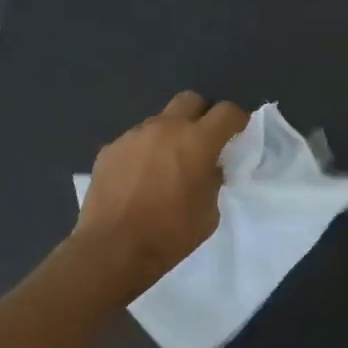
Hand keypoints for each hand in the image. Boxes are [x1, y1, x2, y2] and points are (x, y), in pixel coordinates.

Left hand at [73, 92, 246, 295]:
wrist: (114, 247)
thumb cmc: (172, 234)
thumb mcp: (209, 212)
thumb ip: (212, 181)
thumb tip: (208, 169)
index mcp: (197, 142)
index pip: (226, 112)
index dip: (237, 119)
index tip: (238, 133)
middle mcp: (165, 129)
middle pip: (190, 100)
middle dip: (202, 115)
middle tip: (203, 142)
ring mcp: (133, 136)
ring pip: (159, 122)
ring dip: (170, 136)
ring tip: (167, 167)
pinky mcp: (110, 150)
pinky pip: (135, 142)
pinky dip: (145, 153)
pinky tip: (140, 180)